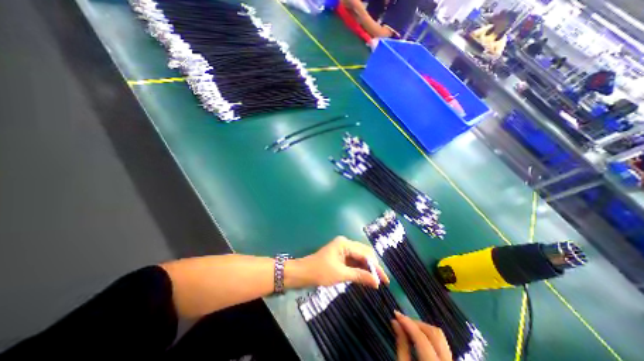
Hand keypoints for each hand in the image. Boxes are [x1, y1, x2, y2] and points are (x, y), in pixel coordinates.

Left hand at [295, 237, 389, 287]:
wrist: (303, 273)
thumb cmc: (320, 271)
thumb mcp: (341, 274)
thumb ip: (359, 276)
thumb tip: (377, 282)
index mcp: (345, 244)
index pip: (365, 253)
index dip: (375, 266)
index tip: (385, 280)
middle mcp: (345, 243)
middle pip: (364, 253)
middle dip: (373, 266)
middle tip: (382, 281)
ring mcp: (343, 249)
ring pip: (359, 258)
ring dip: (367, 268)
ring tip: (376, 281)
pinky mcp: (341, 256)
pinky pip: (353, 261)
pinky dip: (360, 269)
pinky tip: (366, 277)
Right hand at [390, 311, 448, 360]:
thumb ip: (401, 346)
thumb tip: (395, 322)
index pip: (421, 337)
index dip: (407, 323)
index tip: (395, 313)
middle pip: (434, 332)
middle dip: (416, 323)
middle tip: (402, 321)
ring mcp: (451, 360)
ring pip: (439, 335)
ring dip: (423, 328)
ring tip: (409, 328)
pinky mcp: (450, 359)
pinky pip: (441, 342)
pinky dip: (429, 335)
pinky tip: (418, 337)